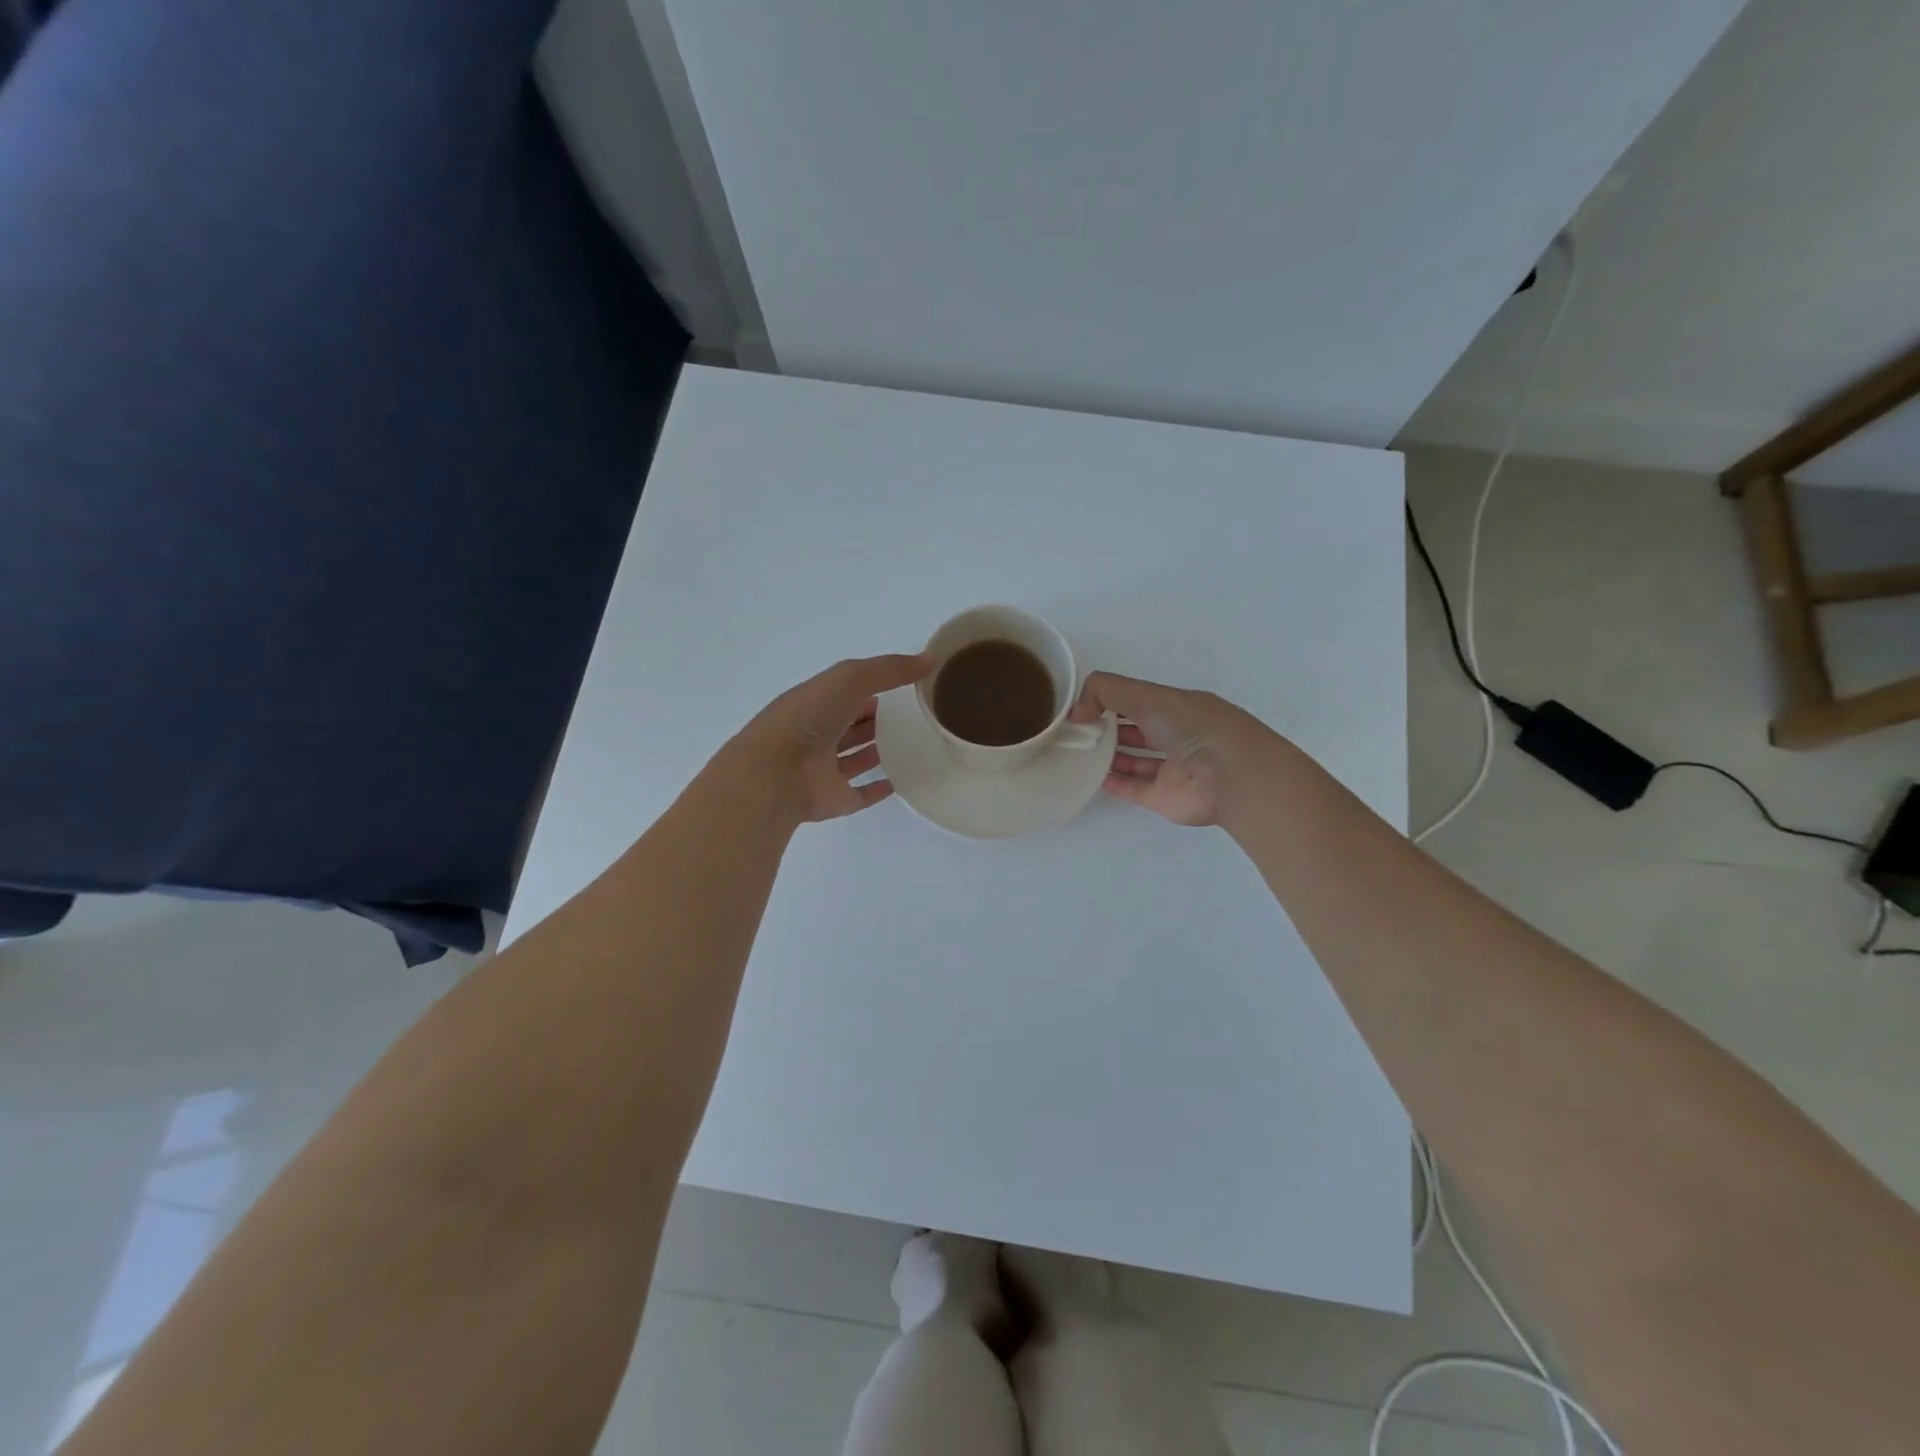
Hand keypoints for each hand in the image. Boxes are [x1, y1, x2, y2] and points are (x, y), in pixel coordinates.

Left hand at [729, 653, 933, 823]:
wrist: (776, 773)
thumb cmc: (808, 717)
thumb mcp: (850, 678)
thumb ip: (890, 669)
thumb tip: (931, 660)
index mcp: (816, 703)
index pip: (848, 693)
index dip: (873, 688)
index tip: (907, 687)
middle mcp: (818, 735)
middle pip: (851, 726)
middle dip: (875, 720)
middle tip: (914, 717)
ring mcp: (824, 770)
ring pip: (855, 758)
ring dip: (876, 751)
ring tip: (912, 746)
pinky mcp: (834, 799)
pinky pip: (860, 793)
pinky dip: (878, 789)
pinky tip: (900, 783)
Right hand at [1069, 672, 1269, 827]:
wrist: (1233, 777)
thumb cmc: (1193, 727)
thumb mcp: (1147, 695)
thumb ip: (1105, 692)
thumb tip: (1076, 712)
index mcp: (1177, 707)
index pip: (1137, 699)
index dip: (1109, 700)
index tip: (1080, 707)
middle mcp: (1176, 735)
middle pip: (1136, 729)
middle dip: (1107, 727)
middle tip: (1074, 731)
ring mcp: (1172, 769)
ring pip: (1135, 760)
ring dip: (1109, 755)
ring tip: (1078, 752)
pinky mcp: (1165, 798)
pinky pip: (1135, 789)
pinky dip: (1115, 783)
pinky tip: (1093, 777)